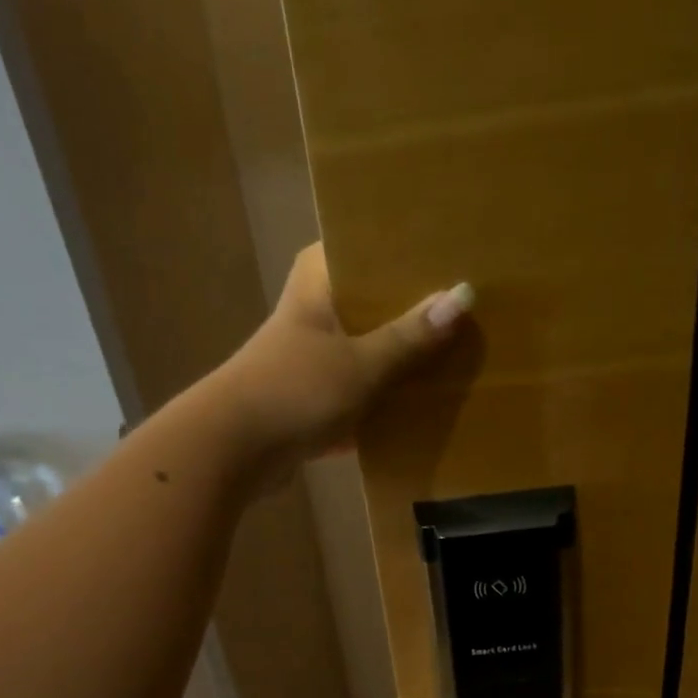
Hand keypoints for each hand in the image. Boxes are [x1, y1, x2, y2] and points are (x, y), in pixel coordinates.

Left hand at [211, 244, 471, 480]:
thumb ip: (409, 336)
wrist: (231, 452)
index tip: (449, 250)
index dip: (404, 248)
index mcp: (317, 283)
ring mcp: (311, 358)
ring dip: (401, 356)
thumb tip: (463, 296)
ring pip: (367, 347)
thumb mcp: (361, 364)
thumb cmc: (294, 391)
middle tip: (466, 303)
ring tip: (457, 349)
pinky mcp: (311, 399)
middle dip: (413, 307)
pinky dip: (384, 396)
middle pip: (371, 301)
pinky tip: (425, 401)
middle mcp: (313, 313)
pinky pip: (359, 390)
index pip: (363, 245)